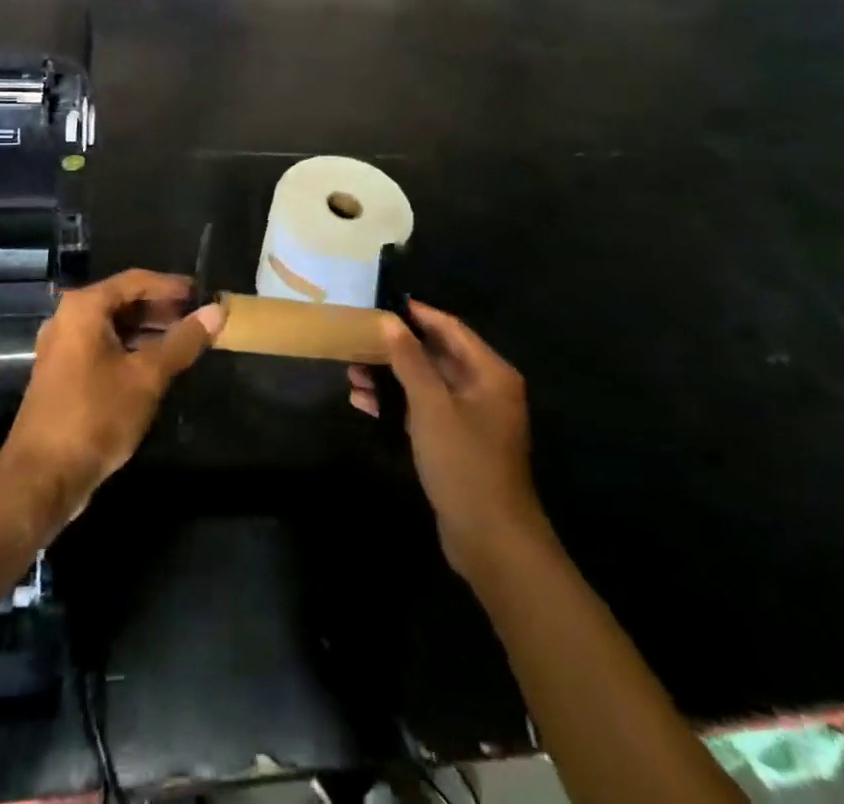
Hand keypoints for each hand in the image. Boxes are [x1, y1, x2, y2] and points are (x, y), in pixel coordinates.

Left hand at [0, 270, 222, 532]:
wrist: (41, 477)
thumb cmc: (96, 415)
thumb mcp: (147, 376)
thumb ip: (183, 341)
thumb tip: (217, 311)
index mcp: (84, 308)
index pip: (136, 280)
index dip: (171, 286)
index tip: (202, 293)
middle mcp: (68, 319)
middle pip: (122, 301)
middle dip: (161, 309)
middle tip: (197, 318)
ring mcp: (62, 348)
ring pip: (113, 327)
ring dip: (148, 331)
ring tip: (184, 341)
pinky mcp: (62, 374)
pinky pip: (103, 348)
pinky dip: (130, 349)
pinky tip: (156, 366)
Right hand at [348, 301, 547, 578]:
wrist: (491, 540)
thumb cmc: (464, 462)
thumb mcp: (432, 405)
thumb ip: (410, 360)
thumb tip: (389, 321)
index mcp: (490, 373)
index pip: (451, 328)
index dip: (418, 314)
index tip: (383, 304)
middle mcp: (485, 389)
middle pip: (437, 356)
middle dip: (396, 349)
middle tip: (358, 340)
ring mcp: (471, 418)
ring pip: (426, 384)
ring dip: (391, 378)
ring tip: (352, 373)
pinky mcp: (457, 443)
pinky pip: (424, 410)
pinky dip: (398, 404)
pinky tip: (364, 403)